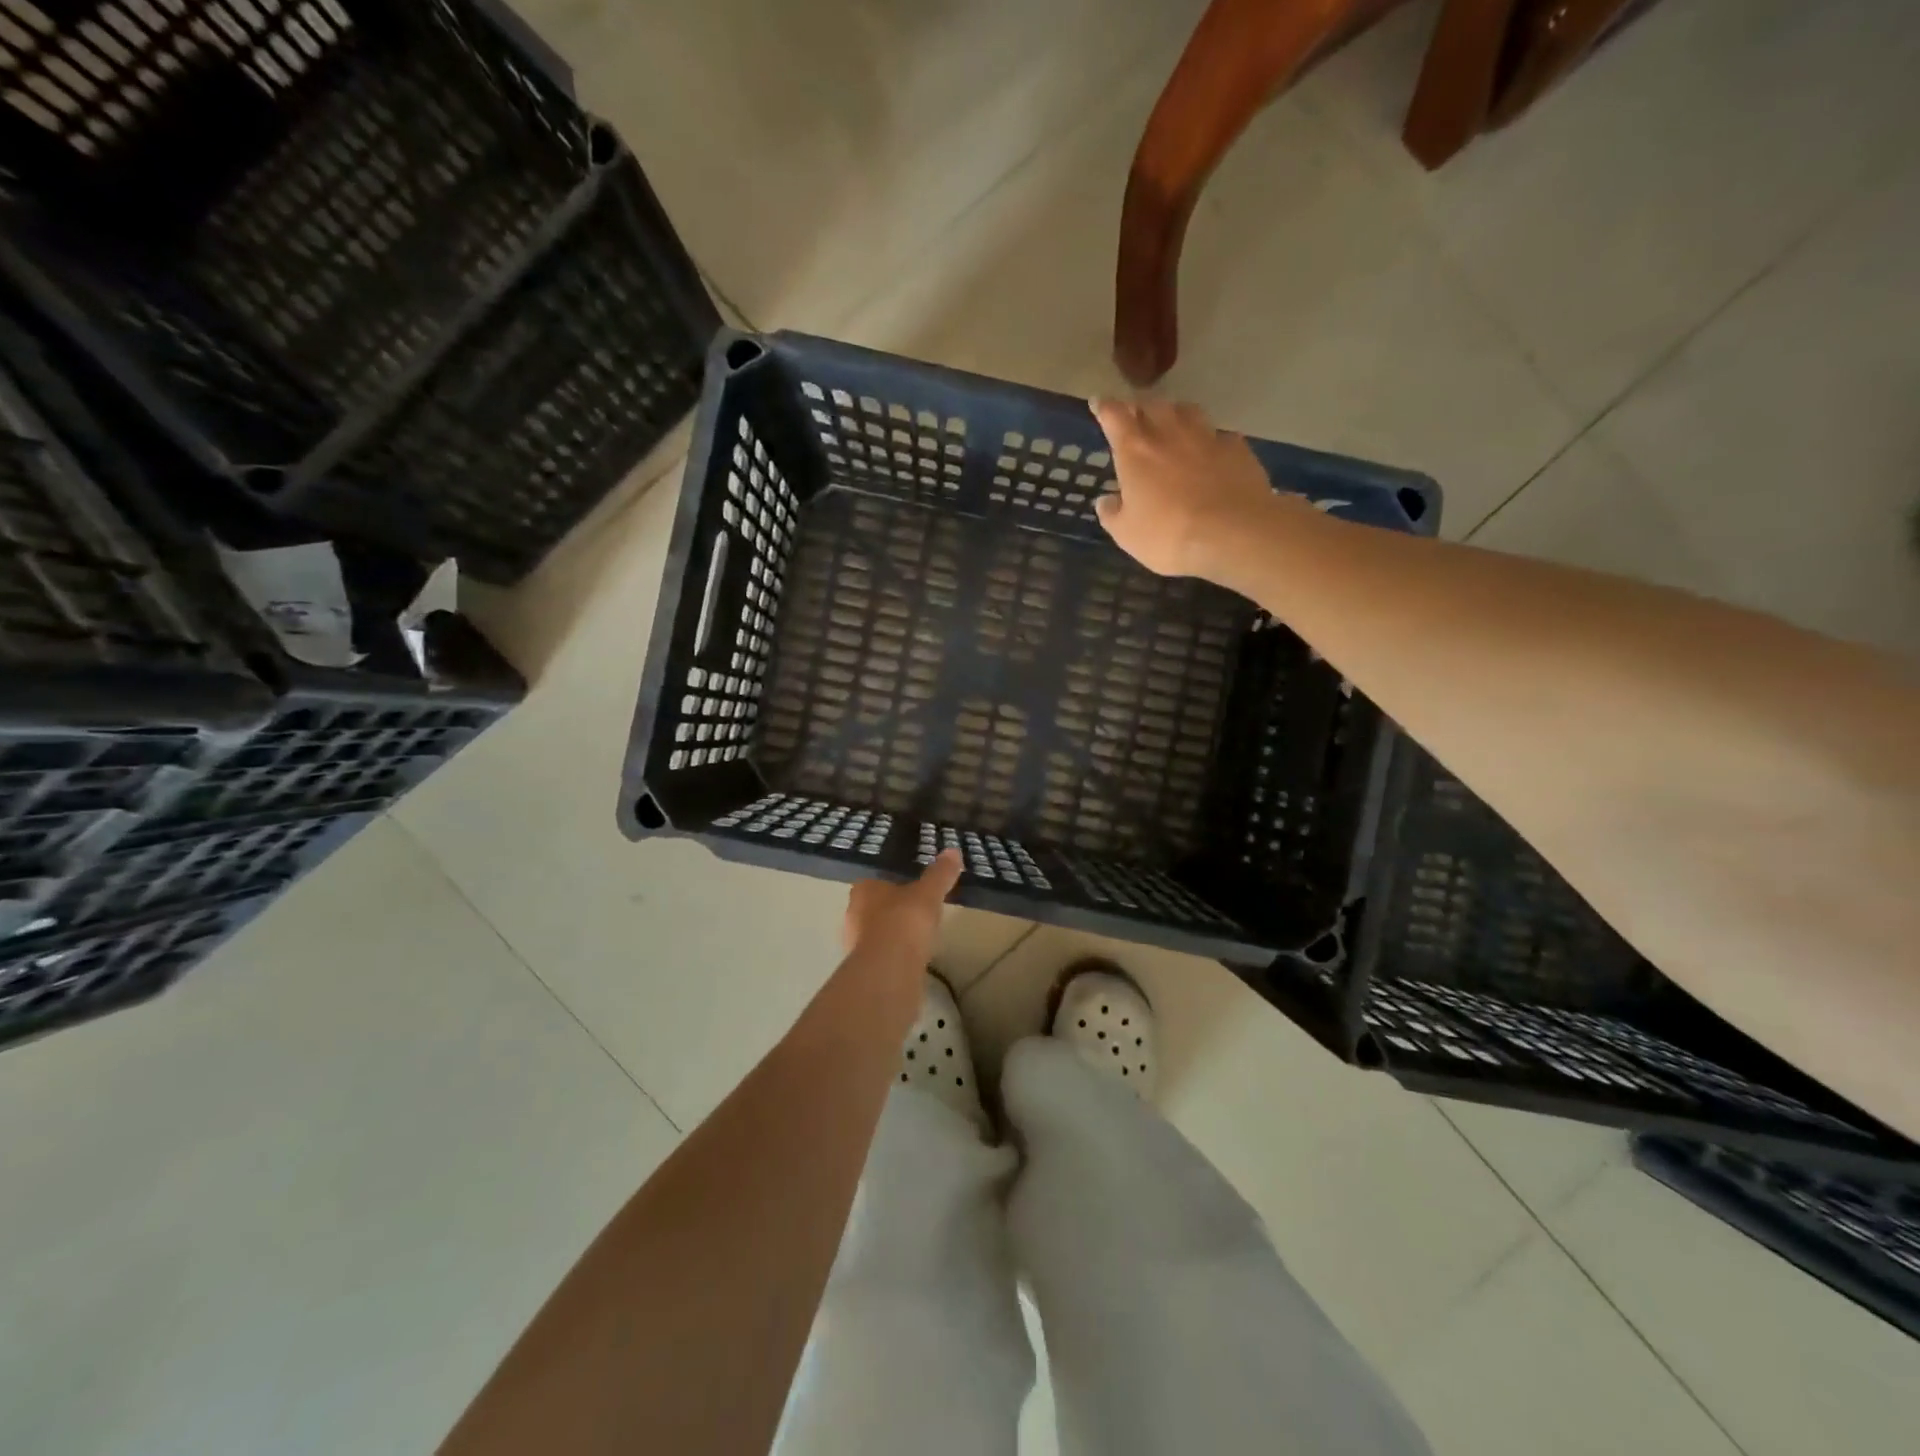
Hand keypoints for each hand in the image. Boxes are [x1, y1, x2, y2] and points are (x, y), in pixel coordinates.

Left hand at [842, 850, 963, 968]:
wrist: (890, 968)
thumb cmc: (905, 920)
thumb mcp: (929, 892)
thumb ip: (940, 873)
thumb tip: (953, 851)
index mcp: (863, 890)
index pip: (875, 882)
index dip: (893, 885)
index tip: (912, 890)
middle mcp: (853, 914)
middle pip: (874, 908)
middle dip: (893, 910)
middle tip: (917, 912)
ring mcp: (855, 943)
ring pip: (876, 933)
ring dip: (893, 934)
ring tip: (918, 937)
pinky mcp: (864, 968)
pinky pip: (882, 955)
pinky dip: (895, 955)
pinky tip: (912, 958)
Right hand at [1090, 397, 1286, 581]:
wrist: (1234, 534)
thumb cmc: (1169, 535)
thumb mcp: (1127, 534)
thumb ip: (1112, 514)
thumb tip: (1106, 500)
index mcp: (1135, 451)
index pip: (1114, 417)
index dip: (1105, 407)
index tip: (1099, 403)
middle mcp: (1169, 434)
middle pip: (1152, 405)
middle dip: (1140, 407)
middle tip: (1135, 416)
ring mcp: (1207, 437)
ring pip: (1187, 410)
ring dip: (1174, 414)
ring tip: (1171, 423)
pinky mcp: (1237, 448)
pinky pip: (1218, 435)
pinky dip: (1209, 439)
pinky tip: (1209, 452)